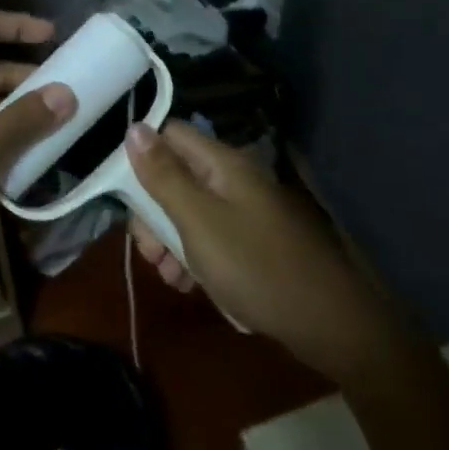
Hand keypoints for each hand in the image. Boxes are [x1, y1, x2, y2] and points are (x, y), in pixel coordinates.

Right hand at [125, 121, 377, 378]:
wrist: (324, 322)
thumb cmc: (254, 266)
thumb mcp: (198, 221)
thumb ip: (163, 175)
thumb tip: (133, 127)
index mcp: (221, 163)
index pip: (169, 135)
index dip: (141, 156)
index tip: (123, 195)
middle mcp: (231, 179)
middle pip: (173, 177)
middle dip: (152, 213)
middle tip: (149, 252)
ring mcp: (241, 210)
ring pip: (186, 211)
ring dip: (168, 241)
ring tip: (169, 276)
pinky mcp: (247, 240)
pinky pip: (206, 236)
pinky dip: (191, 257)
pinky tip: (188, 284)